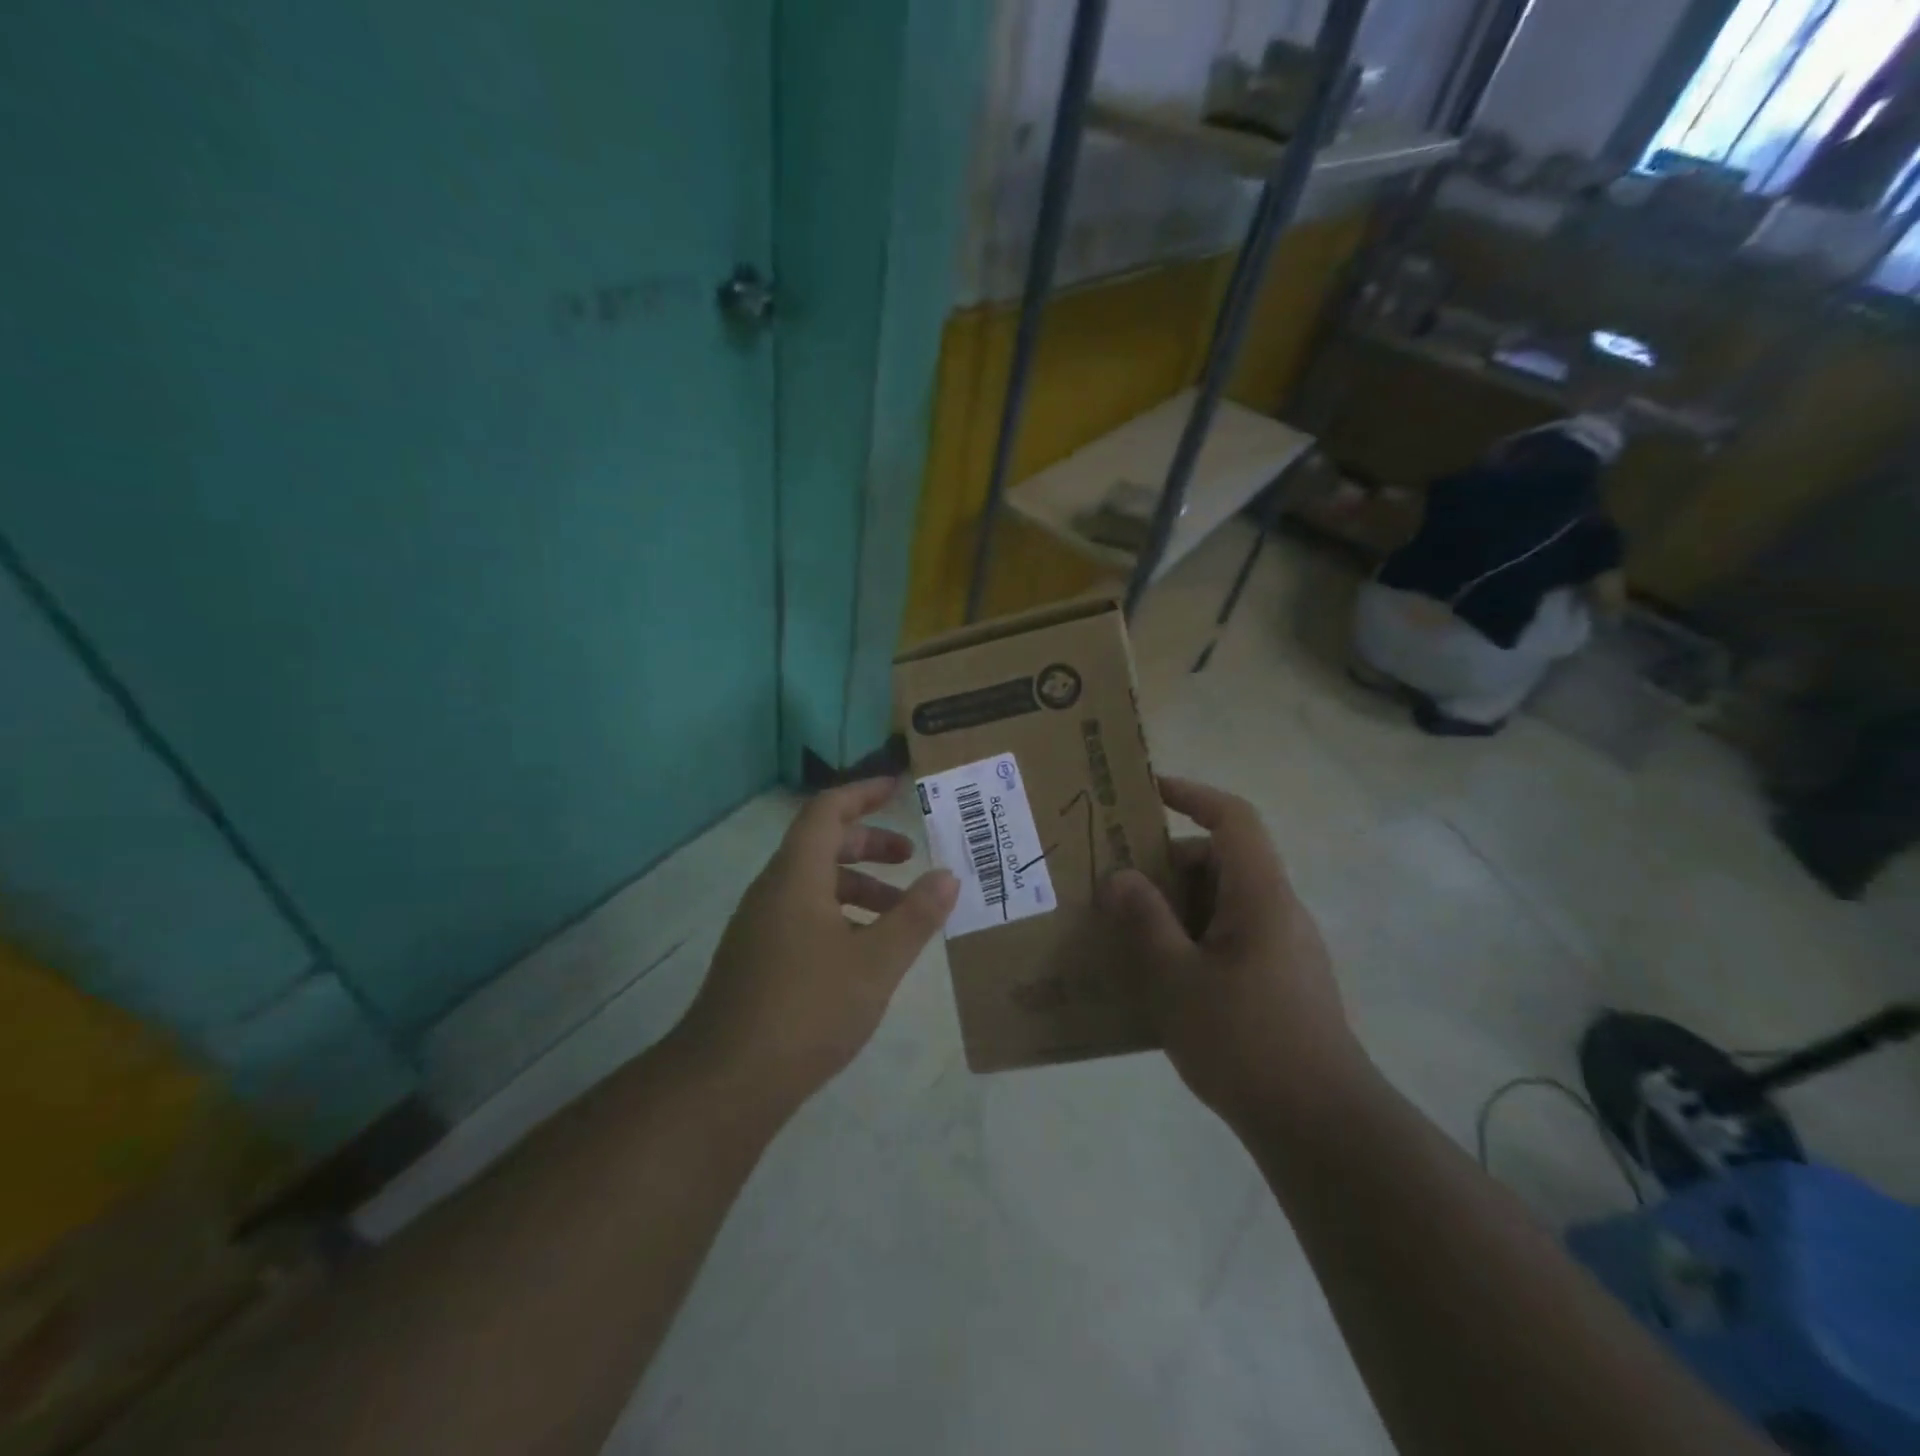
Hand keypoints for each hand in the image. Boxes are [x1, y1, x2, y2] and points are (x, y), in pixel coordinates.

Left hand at [674, 778, 958, 1111]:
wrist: (726, 1082)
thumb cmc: (806, 1009)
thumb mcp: (876, 963)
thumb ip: (915, 916)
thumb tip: (947, 875)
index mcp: (796, 876)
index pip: (828, 810)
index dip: (864, 793)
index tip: (899, 787)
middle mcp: (773, 890)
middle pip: (822, 845)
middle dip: (869, 844)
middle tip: (910, 857)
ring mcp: (759, 926)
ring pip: (813, 885)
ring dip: (857, 886)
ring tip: (899, 914)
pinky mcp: (757, 959)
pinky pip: (803, 914)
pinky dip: (839, 915)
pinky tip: (864, 955)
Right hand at [1101, 776, 1362, 1132]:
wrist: (1321, 1127)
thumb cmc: (1245, 1041)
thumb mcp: (1176, 979)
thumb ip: (1145, 921)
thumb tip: (1120, 877)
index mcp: (1261, 896)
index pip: (1234, 819)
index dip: (1193, 794)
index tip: (1148, 792)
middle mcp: (1278, 911)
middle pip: (1222, 861)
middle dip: (1167, 865)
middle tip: (1116, 884)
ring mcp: (1283, 948)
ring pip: (1223, 903)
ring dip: (1176, 907)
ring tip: (1128, 932)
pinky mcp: (1281, 981)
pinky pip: (1229, 937)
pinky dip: (1192, 938)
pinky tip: (1160, 977)